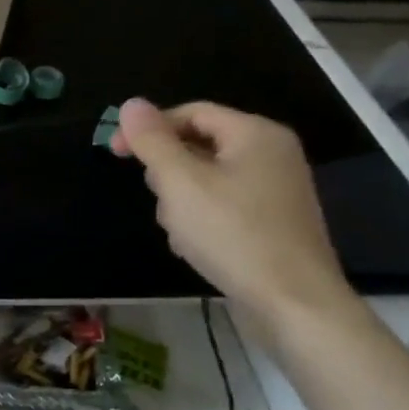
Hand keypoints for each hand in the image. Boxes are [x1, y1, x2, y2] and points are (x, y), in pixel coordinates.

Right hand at [109, 98, 357, 327]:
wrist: (294, 305)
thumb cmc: (233, 234)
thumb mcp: (180, 182)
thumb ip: (152, 141)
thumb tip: (131, 104)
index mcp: (255, 134)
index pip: (190, 113)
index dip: (149, 129)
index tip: (115, 153)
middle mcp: (271, 155)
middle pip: (198, 146)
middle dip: (168, 172)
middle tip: (160, 199)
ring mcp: (275, 190)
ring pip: (205, 179)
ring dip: (181, 201)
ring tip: (179, 231)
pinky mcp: (272, 222)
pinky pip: (222, 205)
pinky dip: (202, 219)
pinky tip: (195, 247)